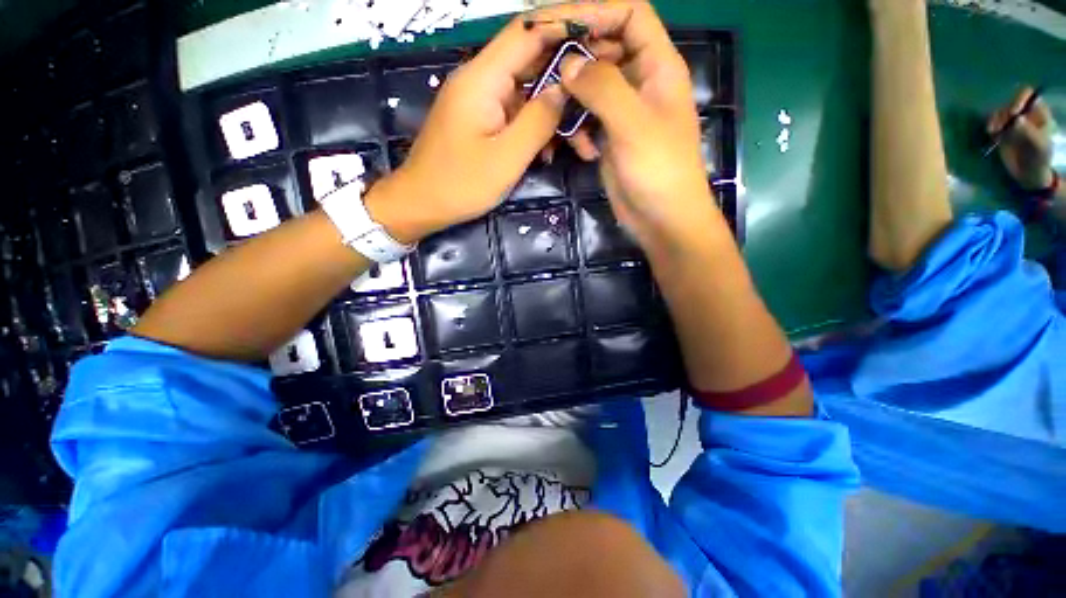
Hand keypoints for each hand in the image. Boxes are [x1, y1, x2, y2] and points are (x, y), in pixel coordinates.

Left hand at [367, 13, 580, 243]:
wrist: (422, 203)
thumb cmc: (461, 184)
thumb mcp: (507, 158)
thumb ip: (538, 120)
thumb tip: (565, 88)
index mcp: (483, 78)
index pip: (529, 31)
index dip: (567, 25)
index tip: (602, 32)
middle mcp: (481, 80)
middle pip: (532, 59)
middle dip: (570, 74)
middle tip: (602, 90)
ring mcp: (481, 101)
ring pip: (528, 91)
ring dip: (556, 110)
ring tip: (583, 138)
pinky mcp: (482, 120)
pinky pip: (517, 113)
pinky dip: (537, 126)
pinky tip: (552, 150)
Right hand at [557, 2, 719, 256]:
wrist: (661, 219)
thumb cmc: (658, 170)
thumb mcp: (632, 124)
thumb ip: (602, 88)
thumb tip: (568, 64)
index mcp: (658, 67)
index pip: (631, 16)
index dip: (599, 12)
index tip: (561, 25)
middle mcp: (641, 84)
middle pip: (605, 51)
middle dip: (577, 60)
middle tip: (546, 73)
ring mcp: (624, 114)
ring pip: (592, 88)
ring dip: (574, 101)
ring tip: (561, 118)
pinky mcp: (612, 139)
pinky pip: (588, 120)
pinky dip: (579, 131)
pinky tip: (583, 151)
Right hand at [988, 87, 1055, 190]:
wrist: (1030, 174)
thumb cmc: (1039, 159)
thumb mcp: (1039, 146)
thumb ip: (1029, 132)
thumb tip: (1017, 120)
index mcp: (1038, 112)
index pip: (1028, 95)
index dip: (1019, 99)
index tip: (1013, 113)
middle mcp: (1024, 113)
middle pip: (1010, 103)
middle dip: (1004, 113)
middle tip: (1001, 126)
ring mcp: (1012, 122)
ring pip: (1000, 112)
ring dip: (995, 120)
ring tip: (994, 131)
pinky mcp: (1001, 131)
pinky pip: (993, 122)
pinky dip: (990, 125)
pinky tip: (990, 133)